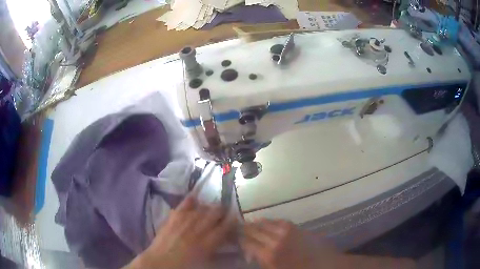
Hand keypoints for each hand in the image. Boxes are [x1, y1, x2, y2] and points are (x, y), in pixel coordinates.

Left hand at [127, 195, 235, 268]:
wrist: (161, 262)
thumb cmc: (185, 265)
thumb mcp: (206, 261)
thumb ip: (217, 250)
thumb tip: (228, 242)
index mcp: (207, 243)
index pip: (224, 227)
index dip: (232, 221)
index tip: (235, 218)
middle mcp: (197, 229)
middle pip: (214, 213)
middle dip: (222, 211)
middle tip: (224, 213)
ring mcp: (184, 222)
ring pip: (201, 208)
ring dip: (208, 207)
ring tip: (211, 208)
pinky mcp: (172, 218)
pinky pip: (183, 205)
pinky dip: (190, 200)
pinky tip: (195, 198)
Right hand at [241, 219, 415, 268]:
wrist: (328, 266)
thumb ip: (263, 262)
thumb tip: (251, 255)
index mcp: (270, 255)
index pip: (247, 242)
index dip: (238, 239)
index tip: (231, 237)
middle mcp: (276, 240)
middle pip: (254, 230)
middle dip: (244, 230)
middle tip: (235, 230)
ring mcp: (288, 232)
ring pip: (266, 223)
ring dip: (256, 224)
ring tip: (248, 225)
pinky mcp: (298, 228)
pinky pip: (279, 221)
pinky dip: (270, 221)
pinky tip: (267, 223)